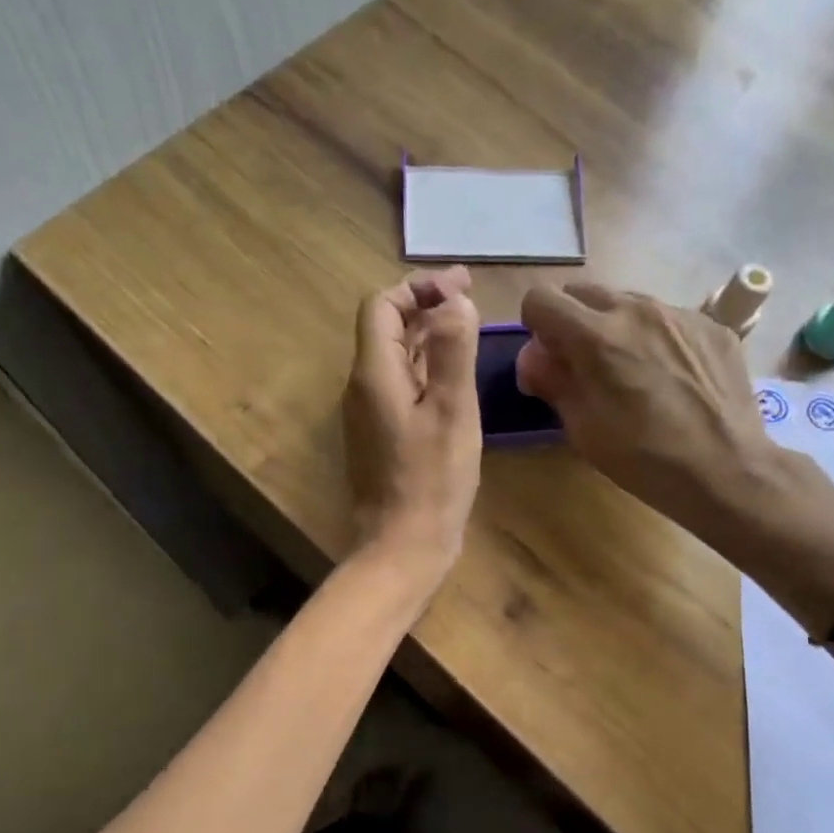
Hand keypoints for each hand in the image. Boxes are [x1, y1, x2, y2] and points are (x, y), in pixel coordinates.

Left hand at [343, 266, 481, 584]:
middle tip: (469, 296)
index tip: (459, 286)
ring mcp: (371, 413)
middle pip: (386, 328)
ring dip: (427, 334)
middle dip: (425, 305)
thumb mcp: (453, 411)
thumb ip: (454, 350)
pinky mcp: (382, 434)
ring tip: (467, 326)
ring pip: (395, 356)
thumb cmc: (432, 480)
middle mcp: (364, 387)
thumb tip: (455, 302)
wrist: (403, 545)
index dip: (417, 288)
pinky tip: (454, 373)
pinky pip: (402, 384)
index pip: (381, 306)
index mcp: (375, 373)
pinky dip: (427, 366)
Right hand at [517, 283, 772, 532]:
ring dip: (616, 328)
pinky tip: (672, 378)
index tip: (549, 358)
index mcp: (596, 336)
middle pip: (583, 293)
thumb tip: (535, 358)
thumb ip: (553, 381)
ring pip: (628, 303)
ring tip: (633, 372)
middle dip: (573, 322)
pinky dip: (657, 339)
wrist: (725, 470)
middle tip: (585, 365)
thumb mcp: (582, 428)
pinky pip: (669, 319)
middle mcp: (636, 310)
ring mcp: (679, 314)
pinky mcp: (712, 326)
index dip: (536, 327)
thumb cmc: (643, 458)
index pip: (541, 299)